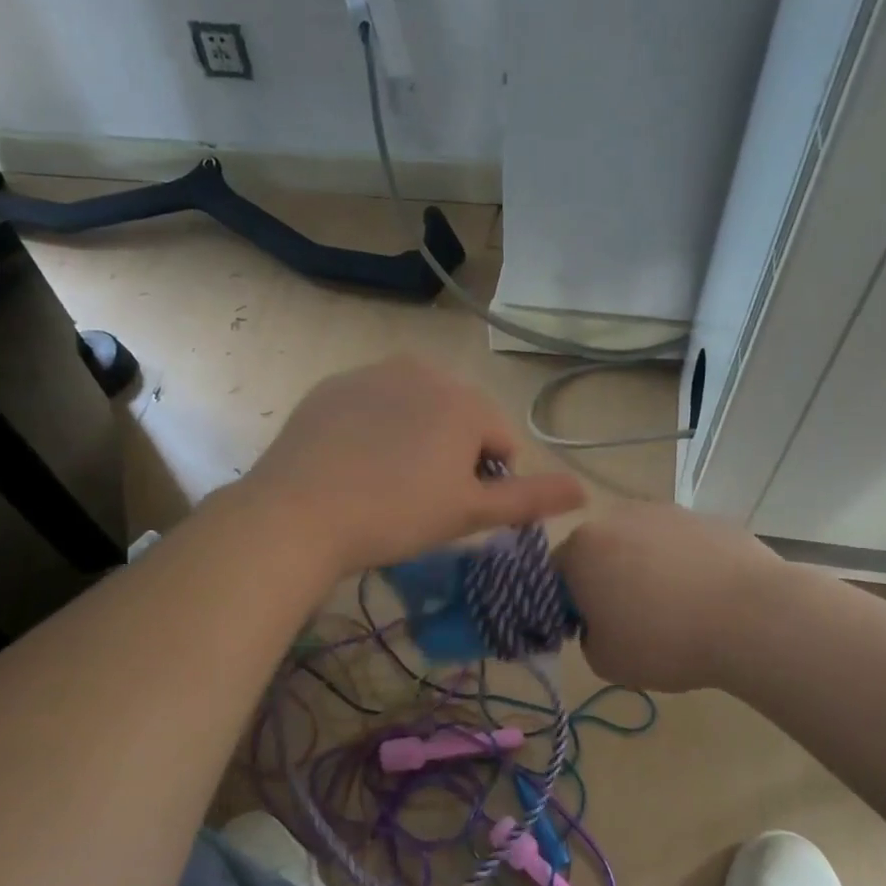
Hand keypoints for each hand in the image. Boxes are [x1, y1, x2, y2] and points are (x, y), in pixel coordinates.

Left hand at [244, 356, 586, 577]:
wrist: (299, 513)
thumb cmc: (396, 515)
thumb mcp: (469, 513)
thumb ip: (530, 498)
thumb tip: (585, 491)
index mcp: (465, 401)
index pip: (501, 442)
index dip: (486, 481)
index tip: (454, 509)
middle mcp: (424, 371)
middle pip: (460, 418)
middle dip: (453, 454)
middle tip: (421, 498)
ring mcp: (373, 373)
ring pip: (417, 409)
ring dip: (416, 439)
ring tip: (386, 482)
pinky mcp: (333, 386)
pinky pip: (374, 405)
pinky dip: (375, 429)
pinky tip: (354, 464)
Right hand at [555, 502, 781, 692]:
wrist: (752, 617)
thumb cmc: (664, 640)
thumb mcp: (605, 661)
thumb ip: (588, 639)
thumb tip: (602, 623)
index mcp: (583, 547)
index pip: (555, 574)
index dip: (568, 605)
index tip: (591, 630)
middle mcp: (619, 517)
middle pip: (600, 551)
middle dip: (608, 581)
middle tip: (631, 622)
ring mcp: (668, 512)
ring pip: (643, 545)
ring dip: (648, 571)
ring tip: (676, 611)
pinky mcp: (709, 518)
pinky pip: (683, 546)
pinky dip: (686, 567)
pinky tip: (707, 599)